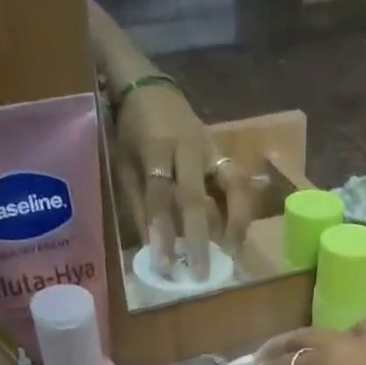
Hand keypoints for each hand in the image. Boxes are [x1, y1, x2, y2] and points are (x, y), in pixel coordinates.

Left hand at [112, 82, 252, 280]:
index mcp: (156, 148)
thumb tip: (152, 249)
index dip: (162, 234)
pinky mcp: (225, 152)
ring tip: (233, 255)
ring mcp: (211, 148)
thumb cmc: (132, 132)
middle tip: (203, 275)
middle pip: (196, 199)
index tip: (164, 267)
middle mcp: (188, 148)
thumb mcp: (124, 164)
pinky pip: (240, 184)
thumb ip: (138, 205)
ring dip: (236, 223)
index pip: (160, 197)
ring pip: (234, 186)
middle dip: (199, 240)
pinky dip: (242, 212)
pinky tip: (238, 237)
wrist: (151, 89)